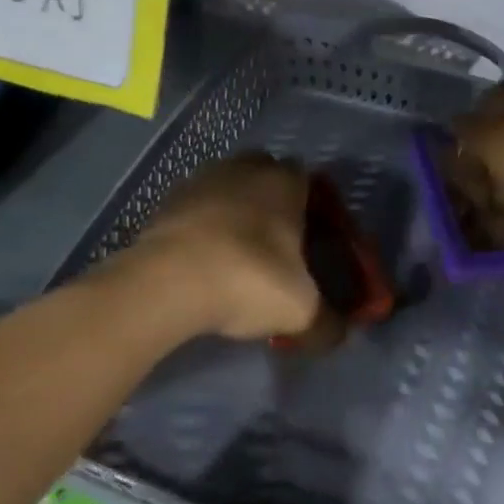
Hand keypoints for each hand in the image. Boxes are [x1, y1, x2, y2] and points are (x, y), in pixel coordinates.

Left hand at [131, 154, 323, 340]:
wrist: (166, 282)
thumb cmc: (249, 279)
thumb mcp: (300, 311)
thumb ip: (326, 323)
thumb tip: (338, 334)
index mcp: (285, 182)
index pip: (307, 179)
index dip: (311, 205)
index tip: (310, 237)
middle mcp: (244, 168)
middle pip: (265, 175)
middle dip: (270, 201)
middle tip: (273, 242)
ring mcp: (201, 180)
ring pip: (226, 188)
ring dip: (232, 212)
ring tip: (234, 254)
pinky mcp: (165, 200)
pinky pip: (194, 208)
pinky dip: (201, 227)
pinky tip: (201, 261)